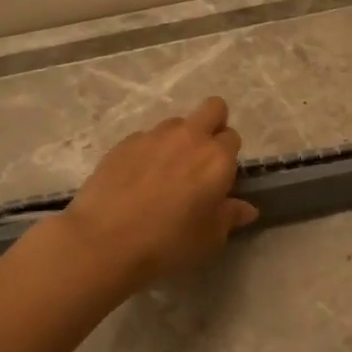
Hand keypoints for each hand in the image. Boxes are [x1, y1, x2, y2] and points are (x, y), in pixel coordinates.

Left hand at [61, 97, 258, 285]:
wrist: (104, 241)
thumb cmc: (168, 243)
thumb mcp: (209, 238)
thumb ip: (230, 217)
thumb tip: (246, 208)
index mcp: (217, 158)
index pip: (233, 138)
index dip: (228, 157)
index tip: (219, 178)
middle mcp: (190, 137)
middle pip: (213, 108)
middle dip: (213, 124)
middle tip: (201, 158)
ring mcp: (154, 136)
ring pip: (176, 123)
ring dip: (178, 139)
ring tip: (164, 173)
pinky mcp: (125, 142)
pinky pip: (146, 138)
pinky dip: (148, 152)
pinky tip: (136, 179)